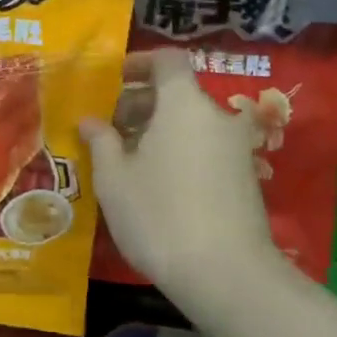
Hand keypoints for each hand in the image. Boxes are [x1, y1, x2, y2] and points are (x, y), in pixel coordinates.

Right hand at [80, 50, 279, 297]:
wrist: (228, 276)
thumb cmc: (160, 214)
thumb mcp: (114, 178)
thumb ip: (101, 141)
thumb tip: (91, 121)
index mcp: (183, 103)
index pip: (167, 60)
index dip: (140, 62)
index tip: (114, 80)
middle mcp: (215, 116)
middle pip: (177, 92)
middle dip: (141, 102)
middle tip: (109, 127)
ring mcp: (236, 148)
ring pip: (191, 122)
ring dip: (159, 129)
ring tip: (127, 158)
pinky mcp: (245, 178)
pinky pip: (205, 147)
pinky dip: (180, 150)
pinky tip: (156, 182)